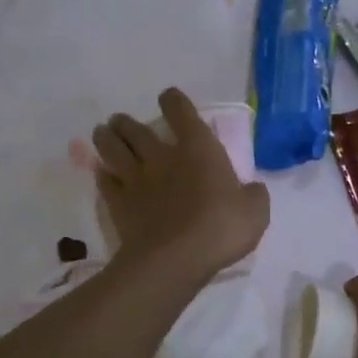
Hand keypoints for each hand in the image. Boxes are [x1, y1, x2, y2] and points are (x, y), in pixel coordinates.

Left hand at [94, 88, 269, 284]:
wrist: (175, 259)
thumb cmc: (220, 229)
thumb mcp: (255, 213)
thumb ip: (254, 196)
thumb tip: (253, 190)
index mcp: (198, 150)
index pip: (182, 113)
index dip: (174, 102)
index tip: (169, 98)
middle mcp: (162, 157)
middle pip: (137, 130)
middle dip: (127, 122)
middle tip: (120, 120)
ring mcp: (136, 180)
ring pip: (114, 150)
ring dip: (107, 139)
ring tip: (102, 132)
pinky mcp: (119, 204)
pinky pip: (106, 183)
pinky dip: (103, 176)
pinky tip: (102, 173)